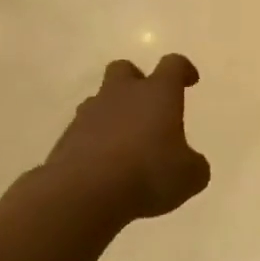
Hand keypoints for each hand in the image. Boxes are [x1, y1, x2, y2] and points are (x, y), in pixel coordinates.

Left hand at [39, 55, 211, 221]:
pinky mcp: (66, 139)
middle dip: (136, 81)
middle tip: (147, 105)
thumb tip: (191, 163)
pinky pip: (83, 131)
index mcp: (158, 93)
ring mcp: (89, 115)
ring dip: (113, 113)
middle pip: (124, 69)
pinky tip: (104, 167)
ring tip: (125, 142)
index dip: (183, 69)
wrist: (83, 195)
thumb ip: (193, 164)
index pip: (173, 65)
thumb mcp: (189, 176)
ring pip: (100, 100)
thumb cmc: (148, 174)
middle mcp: (122, 94)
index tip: (190, 80)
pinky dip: (94, 142)